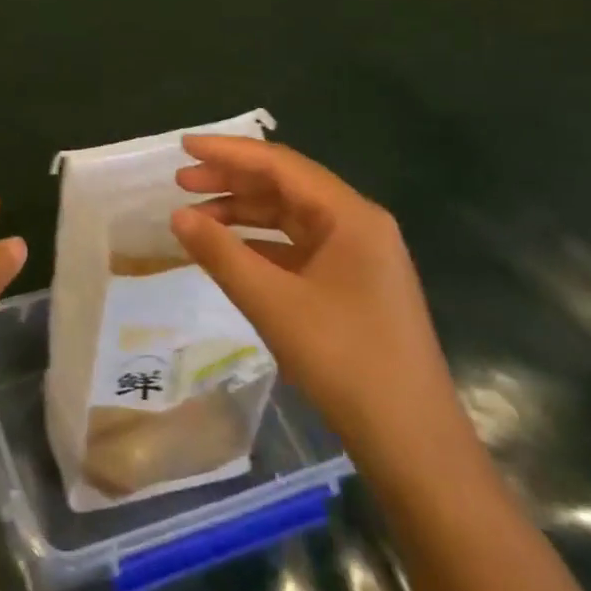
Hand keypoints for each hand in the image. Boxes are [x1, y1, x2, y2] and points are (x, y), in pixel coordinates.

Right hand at [171, 137, 465, 468]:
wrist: (413, 444)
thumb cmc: (345, 361)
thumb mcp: (274, 304)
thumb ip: (222, 253)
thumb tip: (177, 215)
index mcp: (350, 216)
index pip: (280, 165)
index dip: (228, 152)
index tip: (183, 146)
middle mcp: (358, 225)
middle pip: (286, 186)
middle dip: (232, 180)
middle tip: (181, 181)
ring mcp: (358, 256)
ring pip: (291, 217)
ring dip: (244, 212)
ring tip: (196, 216)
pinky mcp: (352, 285)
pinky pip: (298, 247)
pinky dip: (261, 243)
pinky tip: (230, 251)